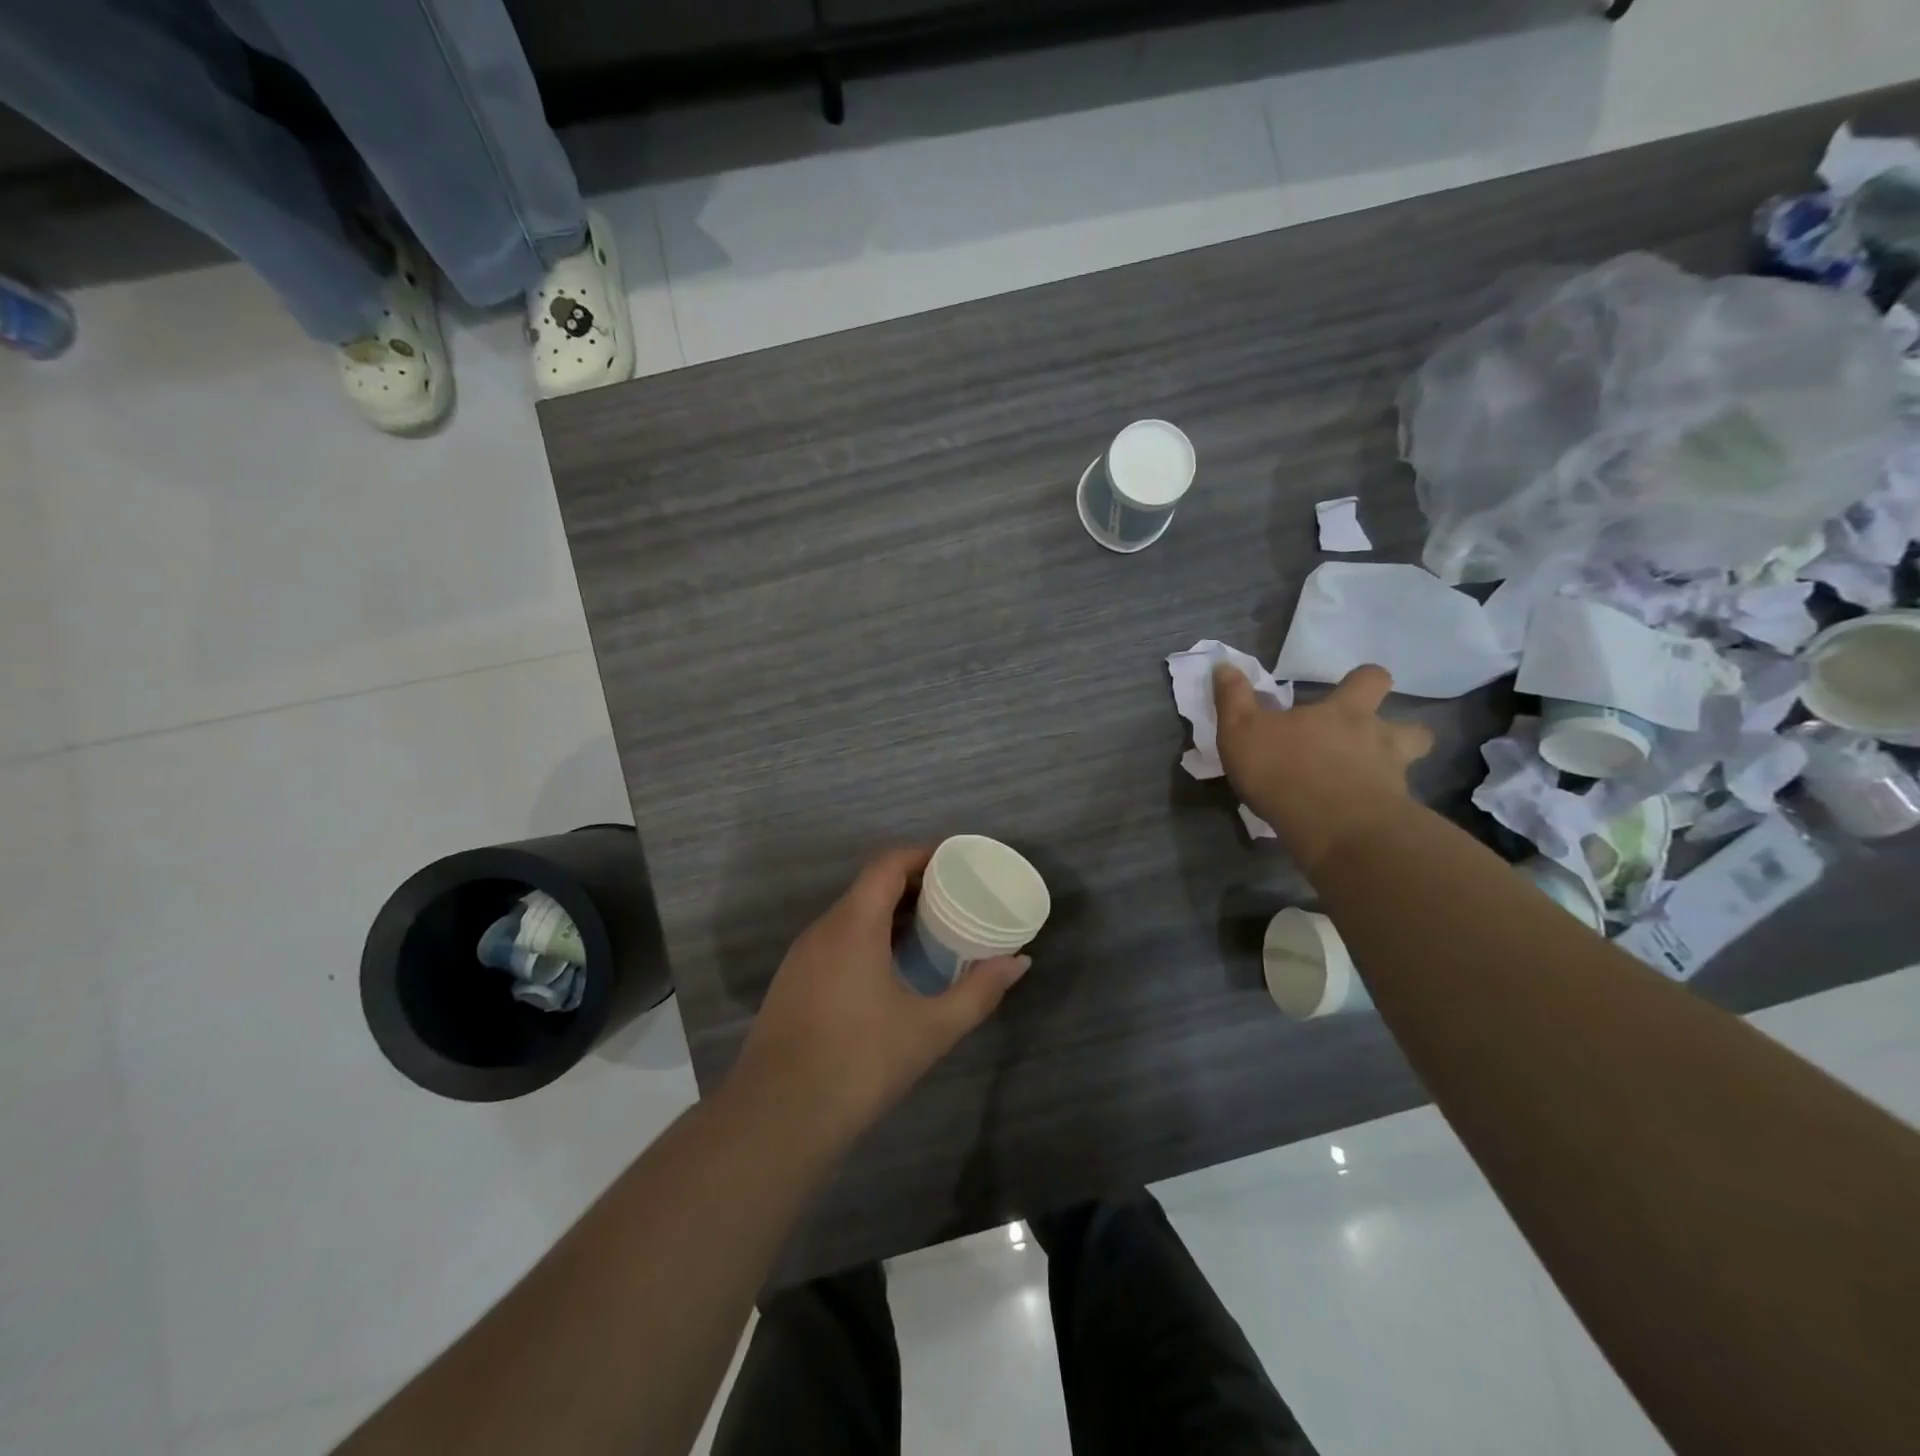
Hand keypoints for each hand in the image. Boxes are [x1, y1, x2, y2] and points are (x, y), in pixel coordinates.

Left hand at [733, 848, 1029, 1143]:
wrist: (777, 1117)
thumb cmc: (860, 1063)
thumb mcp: (930, 1029)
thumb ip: (979, 991)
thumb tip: (1019, 962)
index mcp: (853, 925)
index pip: (887, 864)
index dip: (923, 854)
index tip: (958, 862)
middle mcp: (823, 928)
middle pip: (869, 885)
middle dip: (913, 883)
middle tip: (955, 898)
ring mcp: (802, 956)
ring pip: (850, 914)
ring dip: (889, 912)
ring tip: (931, 930)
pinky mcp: (792, 981)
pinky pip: (836, 939)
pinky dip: (868, 936)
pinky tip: (891, 968)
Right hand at [1214, 663, 1433, 872]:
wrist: (1333, 830)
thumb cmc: (1285, 770)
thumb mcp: (1242, 731)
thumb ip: (1234, 698)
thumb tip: (1225, 665)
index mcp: (1345, 712)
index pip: (1371, 679)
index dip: (1364, 681)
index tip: (1350, 688)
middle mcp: (1379, 739)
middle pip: (1412, 728)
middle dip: (1399, 732)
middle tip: (1372, 744)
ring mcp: (1393, 778)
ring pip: (1410, 767)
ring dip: (1395, 770)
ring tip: (1369, 782)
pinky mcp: (1395, 816)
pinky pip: (1395, 806)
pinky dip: (1381, 809)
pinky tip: (1357, 819)